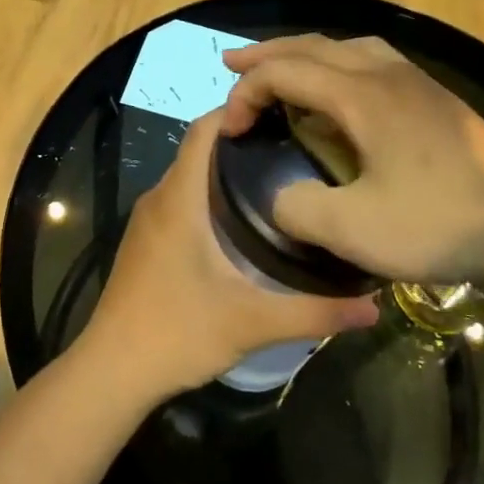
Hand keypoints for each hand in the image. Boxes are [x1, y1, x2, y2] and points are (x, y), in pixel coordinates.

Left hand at [81, 110, 379, 401]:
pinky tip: (242, 219)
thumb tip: (373, 307)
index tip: (283, 110)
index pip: (203, 130)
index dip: (238, 110)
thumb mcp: (252, 323)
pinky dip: (209, 193)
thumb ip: (314, 313)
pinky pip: (180, 199)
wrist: (111, 372)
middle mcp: (159, 199)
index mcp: (179, 199)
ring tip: (278, 175)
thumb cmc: (176, 334)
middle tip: (296, 144)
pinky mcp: (145, 242)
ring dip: (225, 168)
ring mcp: (147, 221)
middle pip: (199, 149)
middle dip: (242, 139)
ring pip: (188, 176)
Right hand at [220, 35, 483, 299]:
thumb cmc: (442, 224)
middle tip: (230, 67)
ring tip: (281, 71)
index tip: (228, 132)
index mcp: (362, 95)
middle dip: (266, 56)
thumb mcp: (355, 231)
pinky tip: (341, 94)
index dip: (245, 94)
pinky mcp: (436, 101)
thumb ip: (298, 209)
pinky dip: (336, 67)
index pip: (285, 72)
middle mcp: (387, 73)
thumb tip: (280, 196)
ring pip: (346, 48)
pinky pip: (372, 63)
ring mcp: (417, 83)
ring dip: (304, 56)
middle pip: (313, 46)